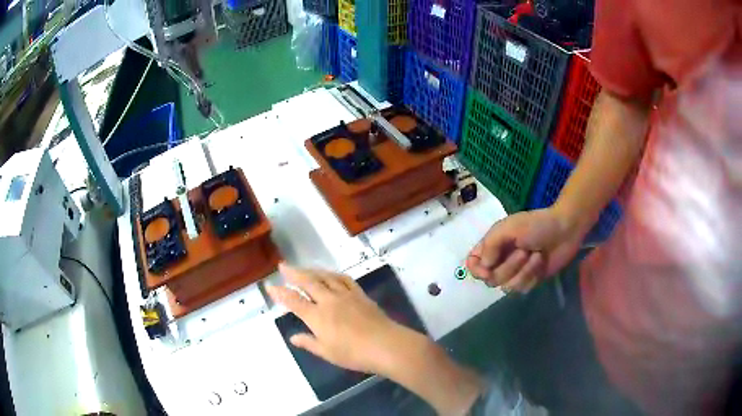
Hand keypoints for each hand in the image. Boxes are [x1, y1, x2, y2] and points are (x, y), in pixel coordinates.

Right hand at [267, 264, 413, 374]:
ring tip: (303, 268)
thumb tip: (292, 337)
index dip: (280, 293)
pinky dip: (334, 274)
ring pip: (325, 277)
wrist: (385, 345)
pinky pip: (344, 279)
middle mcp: (329, 301)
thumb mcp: (327, 352)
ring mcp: (346, 295)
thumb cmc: (353, 354)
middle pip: (308, 282)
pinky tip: (331, 274)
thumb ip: (308, 342)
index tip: (270, 286)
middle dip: (293, 273)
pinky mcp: (360, 294)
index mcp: (317, 316)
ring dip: (312, 271)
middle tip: (283, 265)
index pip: (294, 301)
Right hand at [466, 207, 585, 292]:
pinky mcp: (529, 281)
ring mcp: (515, 273)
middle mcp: (500, 261)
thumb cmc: (536, 225)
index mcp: (492, 246)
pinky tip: (540, 263)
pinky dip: (532, 275)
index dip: (477, 270)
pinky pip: (522, 289)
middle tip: (524, 251)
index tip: (488, 268)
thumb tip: (484, 266)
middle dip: (509, 267)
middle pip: (490, 279)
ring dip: (524, 271)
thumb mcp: (509, 227)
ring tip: (536, 255)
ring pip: (507, 287)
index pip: (473, 265)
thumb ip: (491, 244)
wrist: (565, 230)